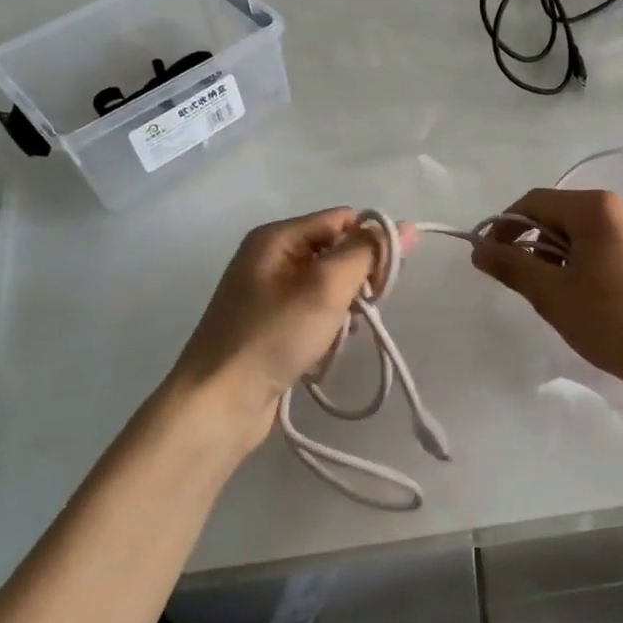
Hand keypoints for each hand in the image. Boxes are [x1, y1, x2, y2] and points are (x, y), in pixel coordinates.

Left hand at [166, 208, 404, 451]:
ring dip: (344, 310)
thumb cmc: (274, 336)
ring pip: (329, 287)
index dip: (370, 244)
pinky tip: (326, 349)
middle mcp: (270, 257)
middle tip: (360, 312)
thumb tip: (404, 226)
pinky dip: (327, 328)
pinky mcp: (269, 325)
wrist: (218, 403)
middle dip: (357, 281)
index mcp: (277, 236)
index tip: (383, 282)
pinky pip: (313, 313)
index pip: (343, 220)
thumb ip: (367, 252)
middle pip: (336, 252)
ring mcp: (267, 293)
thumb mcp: (328, 286)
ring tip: (339, 336)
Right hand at [471, 188, 622, 393]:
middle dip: (536, 243)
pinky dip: (588, 258)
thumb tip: (478, 249)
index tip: (491, 258)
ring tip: (561, 293)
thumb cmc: (612, 321)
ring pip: (585, 229)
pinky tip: (591, 292)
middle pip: (561, 213)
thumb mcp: (552, 294)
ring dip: (562, 253)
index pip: (535, 201)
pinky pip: (609, 240)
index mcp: (598, 207)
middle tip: (529, 283)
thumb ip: (511, 265)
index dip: (505, 226)